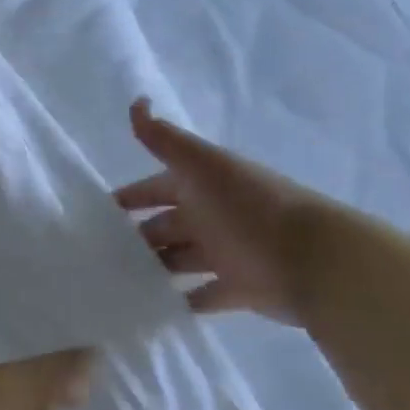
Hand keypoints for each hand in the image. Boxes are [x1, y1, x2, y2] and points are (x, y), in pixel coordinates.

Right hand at [114, 97, 321, 325]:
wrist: (316, 261)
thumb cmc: (249, 208)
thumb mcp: (202, 166)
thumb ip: (164, 139)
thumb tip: (136, 101)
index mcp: (202, 187)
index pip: (155, 188)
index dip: (128, 198)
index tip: (94, 213)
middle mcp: (211, 217)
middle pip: (164, 226)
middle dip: (134, 237)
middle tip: (96, 253)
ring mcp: (225, 255)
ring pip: (177, 261)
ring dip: (152, 268)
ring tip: (114, 281)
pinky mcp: (238, 290)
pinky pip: (200, 297)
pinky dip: (179, 302)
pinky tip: (148, 307)